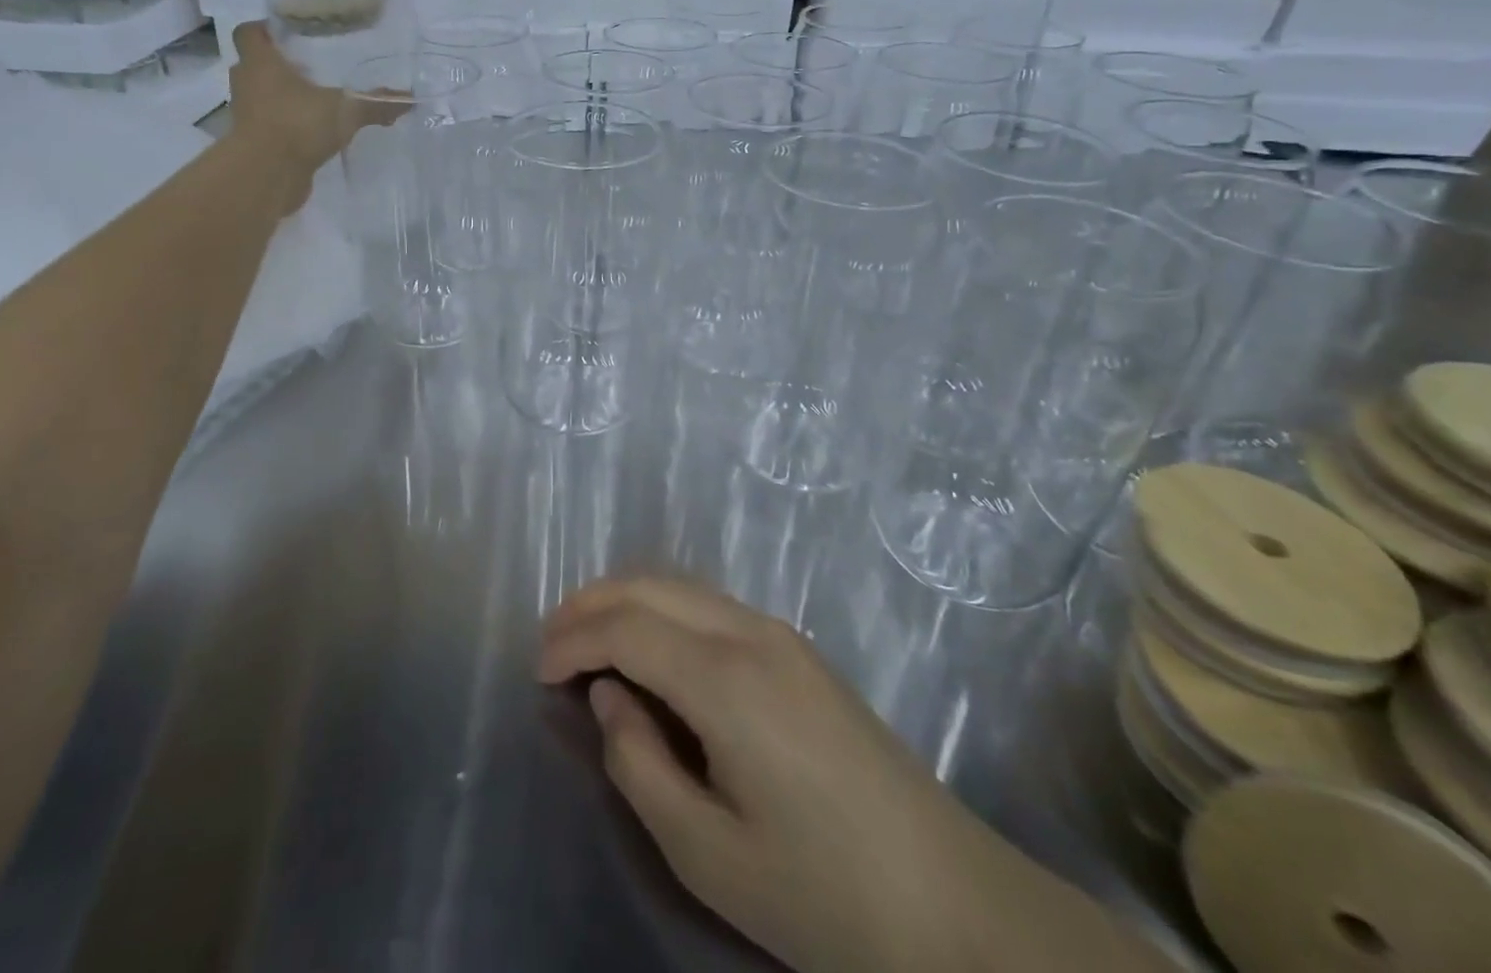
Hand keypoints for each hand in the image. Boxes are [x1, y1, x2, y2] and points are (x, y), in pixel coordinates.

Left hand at [227, 22, 407, 191]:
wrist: (266, 176)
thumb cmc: (298, 125)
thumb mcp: (346, 110)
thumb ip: (376, 104)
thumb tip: (409, 99)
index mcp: (261, 63)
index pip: (248, 33)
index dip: (264, 29)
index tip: (288, 34)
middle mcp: (247, 84)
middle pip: (256, 65)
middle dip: (279, 65)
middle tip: (311, 66)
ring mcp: (247, 116)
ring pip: (262, 97)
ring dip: (283, 98)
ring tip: (316, 100)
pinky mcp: (255, 144)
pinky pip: (270, 126)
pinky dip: (287, 127)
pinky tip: (313, 132)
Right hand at [538, 579, 977, 972]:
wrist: (953, 904)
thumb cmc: (823, 894)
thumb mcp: (708, 854)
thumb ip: (639, 765)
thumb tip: (610, 696)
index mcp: (726, 678)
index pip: (626, 628)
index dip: (573, 639)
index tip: (537, 671)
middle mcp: (750, 632)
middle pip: (650, 586)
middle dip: (590, 603)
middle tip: (550, 643)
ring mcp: (780, 633)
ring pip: (682, 586)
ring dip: (627, 600)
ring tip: (588, 640)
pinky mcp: (798, 649)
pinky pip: (710, 605)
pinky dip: (663, 610)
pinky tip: (652, 649)